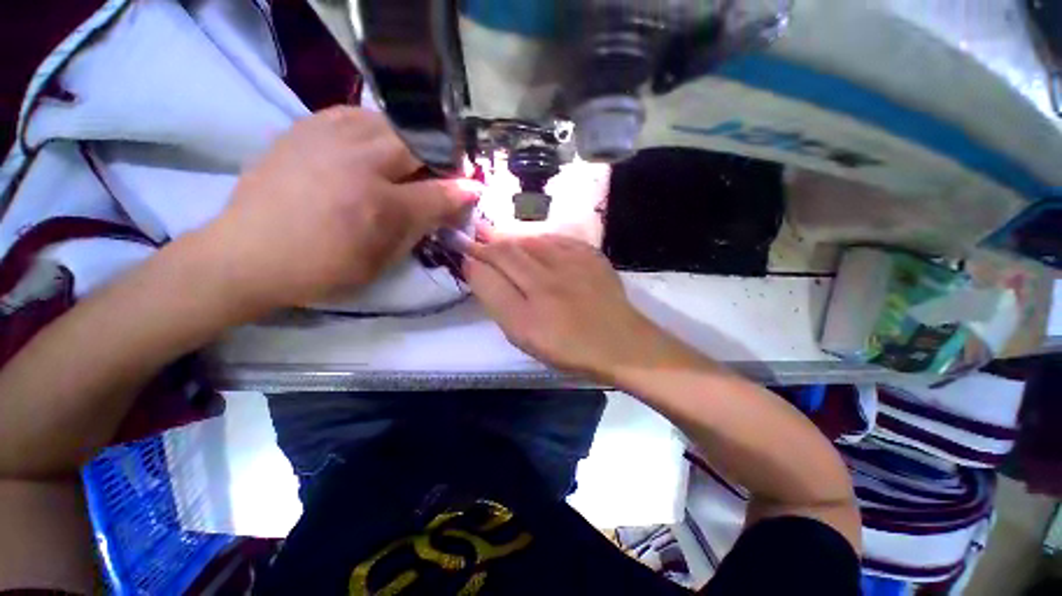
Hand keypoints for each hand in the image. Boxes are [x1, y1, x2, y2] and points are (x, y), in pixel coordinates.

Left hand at [201, 106, 476, 312]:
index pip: (438, 191)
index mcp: (379, 206)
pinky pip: (353, 114)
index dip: (462, 189)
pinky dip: (374, 127)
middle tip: (443, 171)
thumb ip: (420, 228)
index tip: (475, 187)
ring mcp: (326, 139)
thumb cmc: (323, 268)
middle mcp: (357, 163)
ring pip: (387, 121)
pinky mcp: (303, 129)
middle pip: (417, 144)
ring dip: (409, 139)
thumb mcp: (382, 259)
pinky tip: (373, 144)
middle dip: (439, 156)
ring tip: (409, 159)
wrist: (247, 254)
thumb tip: (451, 205)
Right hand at [465, 233, 688, 380]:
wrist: (621, 343)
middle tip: (474, 232)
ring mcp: (572, 265)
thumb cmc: (569, 348)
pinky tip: (534, 241)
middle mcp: (548, 282)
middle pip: (508, 251)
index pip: (490, 272)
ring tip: (498, 233)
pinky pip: (557, 238)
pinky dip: (539, 237)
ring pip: (530, 240)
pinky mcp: (590, 256)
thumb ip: (499, 303)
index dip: (473, 259)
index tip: (463, 252)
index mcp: (529, 311)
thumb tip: (477, 271)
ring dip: (511, 236)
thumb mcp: (525, 338)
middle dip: (487, 241)